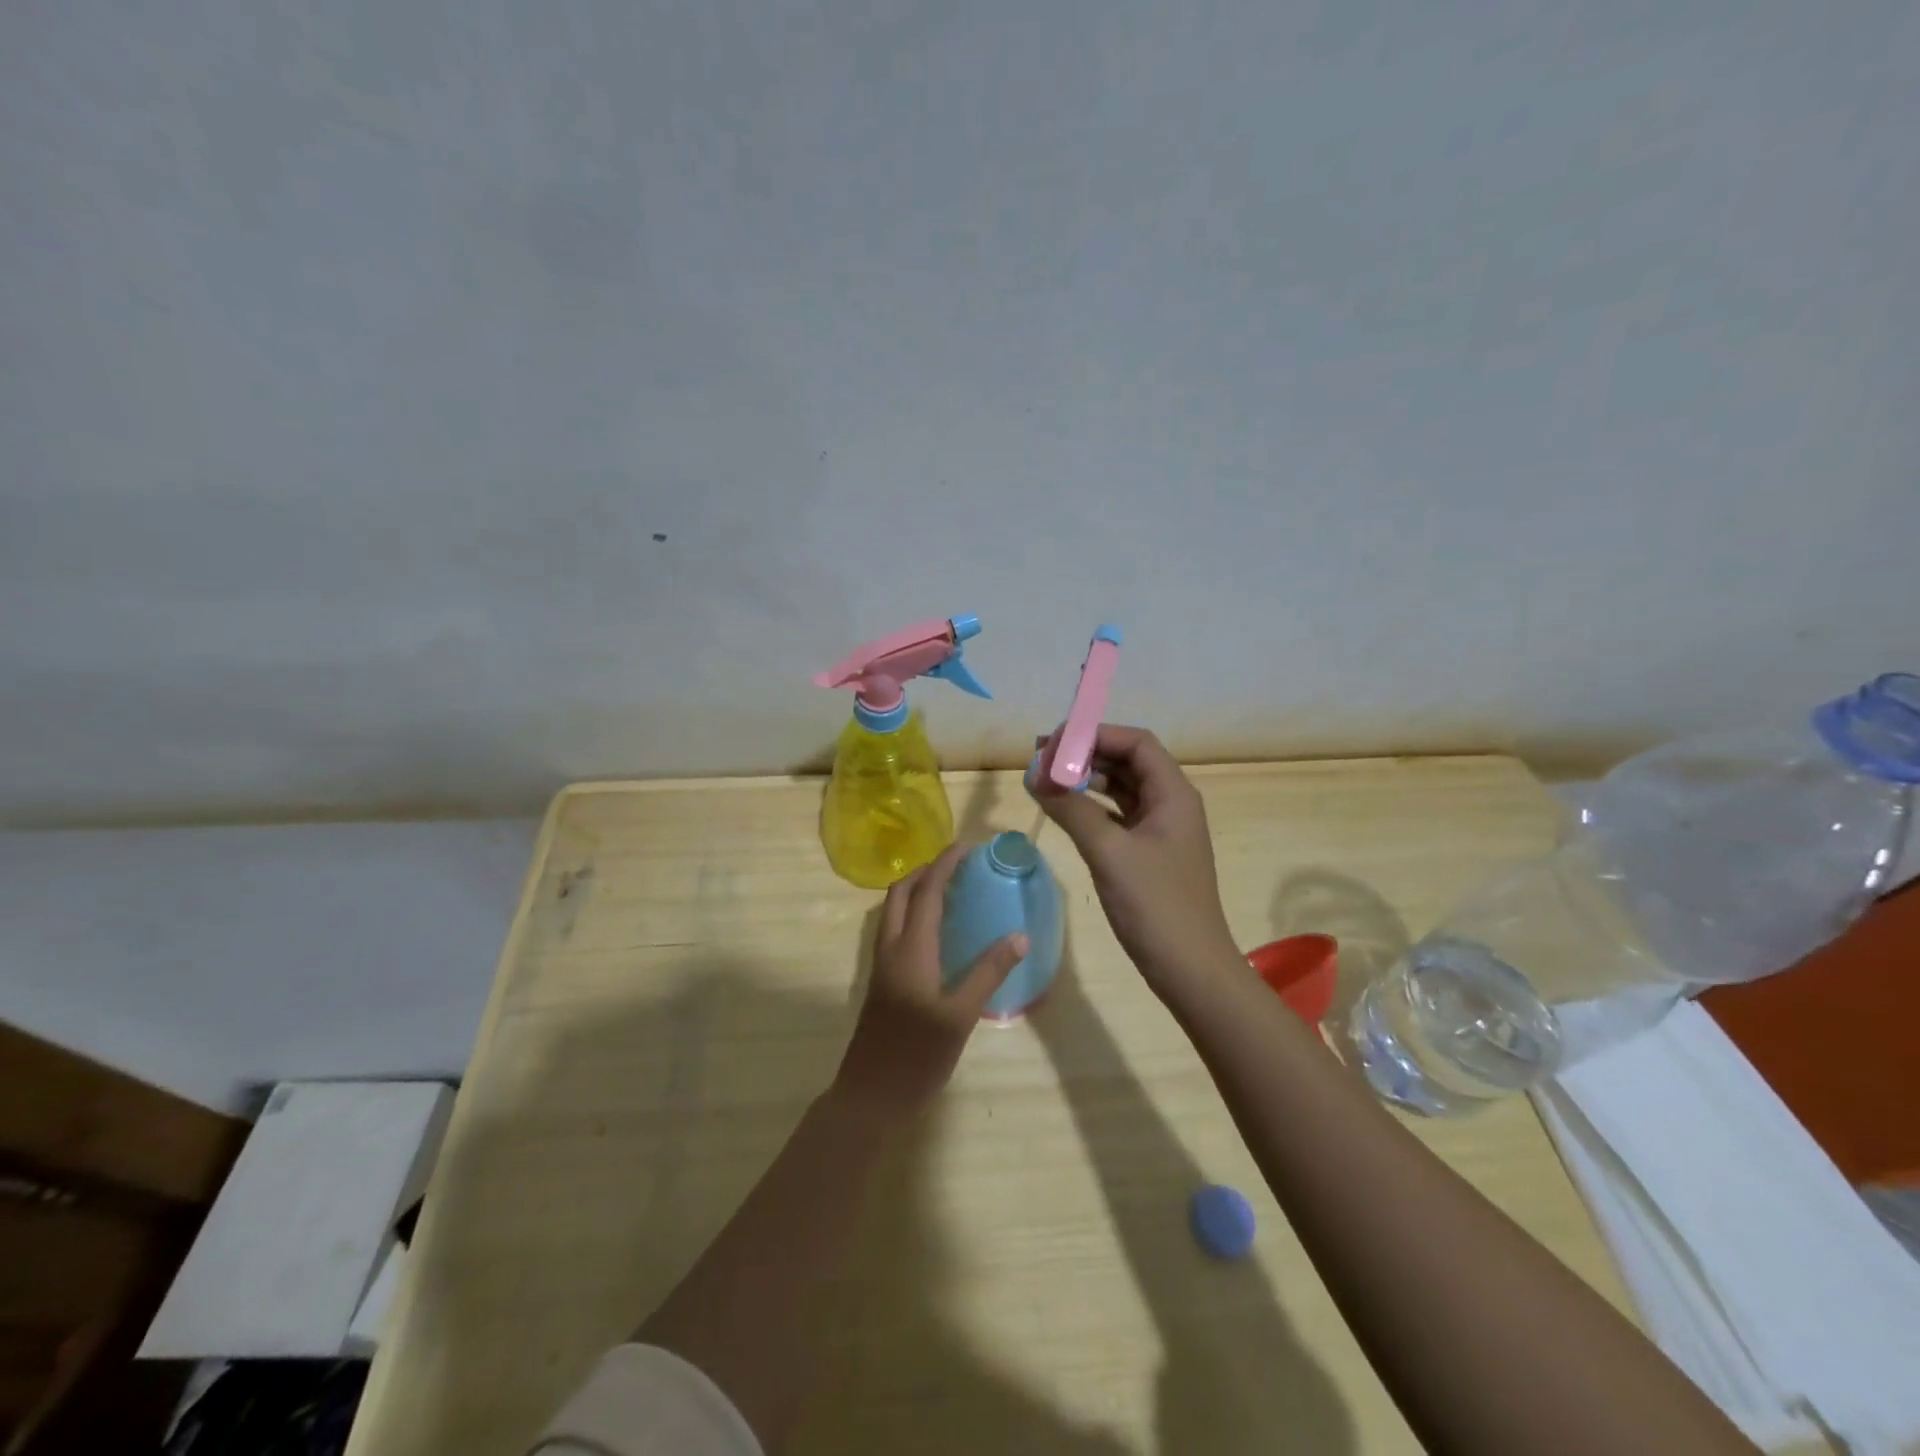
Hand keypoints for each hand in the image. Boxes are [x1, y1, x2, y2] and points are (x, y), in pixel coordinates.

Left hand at [833, 842, 1027, 1117]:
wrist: (870, 1096)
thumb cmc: (917, 1057)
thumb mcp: (960, 1016)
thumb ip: (988, 973)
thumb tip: (1019, 936)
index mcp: (910, 950)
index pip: (927, 891)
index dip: (945, 864)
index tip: (966, 846)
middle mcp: (891, 948)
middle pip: (901, 891)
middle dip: (926, 869)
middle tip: (958, 865)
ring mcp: (882, 964)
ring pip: (894, 910)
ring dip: (917, 890)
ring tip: (951, 890)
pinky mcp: (882, 980)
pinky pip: (895, 929)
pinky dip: (913, 913)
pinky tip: (938, 931)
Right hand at [1032, 724, 1239, 991]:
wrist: (1190, 969)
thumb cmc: (1155, 905)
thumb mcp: (1108, 851)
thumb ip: (1071, 809)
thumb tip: (1035, 776)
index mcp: (1173, 793)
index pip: (1135, 742)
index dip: (1095, 734)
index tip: (1054, 743)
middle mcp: (1171, 803)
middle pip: (1128, 761)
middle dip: (1085, 756)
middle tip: (1041, 761)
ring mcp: (1161, 830)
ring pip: (1122, 789)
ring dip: (1087, 781)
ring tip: (1046, 782)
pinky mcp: (1150, 853)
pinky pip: (1118, 816)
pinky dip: (1092, 808)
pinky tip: (1064, 812)